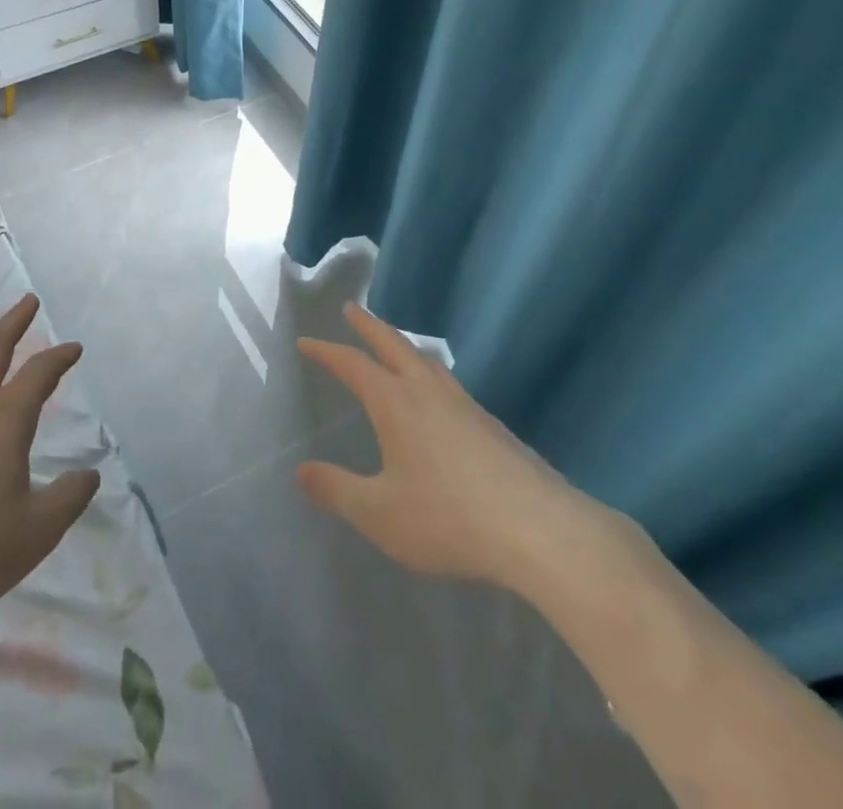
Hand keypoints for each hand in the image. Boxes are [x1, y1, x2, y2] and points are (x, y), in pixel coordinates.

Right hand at [296, 303, 612, 594]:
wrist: (540, 532)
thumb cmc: (448, 518)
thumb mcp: (379, 513)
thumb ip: (337, 491)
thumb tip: (302, 471)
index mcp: (395, 402)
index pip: (352, 364)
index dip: (326, 351)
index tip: (306, 342)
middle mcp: (428, 392)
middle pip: (393, 345)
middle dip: (368, 326)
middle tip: (352, 309)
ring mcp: (466, 406)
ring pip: (428, 362)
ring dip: (404, 347)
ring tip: (396, 347)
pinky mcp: (493, 427)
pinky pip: (450, 386)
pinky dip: (431, 375)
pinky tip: (439, 400)